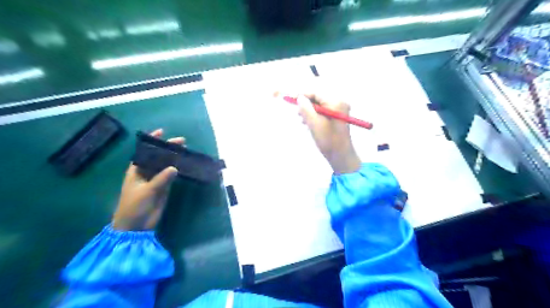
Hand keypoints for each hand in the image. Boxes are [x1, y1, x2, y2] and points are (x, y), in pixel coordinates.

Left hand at [112, 127, 182, 229]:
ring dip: (175, 158)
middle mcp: (146, 173)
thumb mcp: (146, 191)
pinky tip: (185, 164)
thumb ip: (160, 179)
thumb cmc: (134, 206)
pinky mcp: (164, 188)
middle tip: (181, 142)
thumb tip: (175, 168)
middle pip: (158, 157)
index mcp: (136, 170)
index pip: (144, 152)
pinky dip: (178, 170)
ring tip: (185, 151)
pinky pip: (171, 176)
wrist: (135, 226)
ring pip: (166, 166)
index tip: (161, 132)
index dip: (152, 142)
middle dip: (168, 149)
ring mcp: (155, 180)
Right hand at [296, 91, 361, 172]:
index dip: (302, 95)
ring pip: (320, 105)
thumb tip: (299, 98)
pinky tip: (310, 123)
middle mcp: (340, 103)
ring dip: (310, 111)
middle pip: (318, 98)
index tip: (290, 98)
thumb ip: (305, 109)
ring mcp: (340, 110)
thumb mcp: (314, 124)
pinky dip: (315, 115)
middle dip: (306, 104)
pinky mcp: (338, 117)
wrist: (341, 156)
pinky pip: (323, 111)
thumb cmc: (328, 140)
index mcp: (336, 103)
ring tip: (303, 121)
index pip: (316, 93)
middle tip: (297, 113)